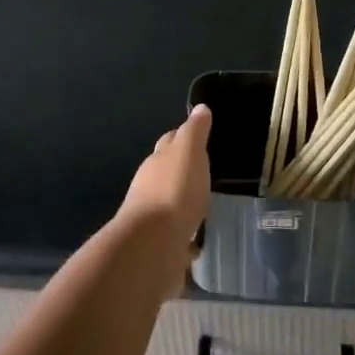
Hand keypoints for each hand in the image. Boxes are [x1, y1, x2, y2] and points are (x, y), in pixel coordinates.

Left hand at [119, 104, 211, 247]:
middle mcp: (150, 186)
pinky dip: (185, 235)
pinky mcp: (159, 245)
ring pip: (169, 203)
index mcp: (158, 161)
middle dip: (181, 171)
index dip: (184, 137)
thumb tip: (201, 108)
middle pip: (166, 172)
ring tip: (204, 205)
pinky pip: (175, 235)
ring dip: (182, 203)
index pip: (170, 142)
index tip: (199, 137)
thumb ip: (195, 131)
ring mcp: (152, 217)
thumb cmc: (174, 191)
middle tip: (204, 172)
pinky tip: (197, 241)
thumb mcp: (189, 152)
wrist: (153, 244)